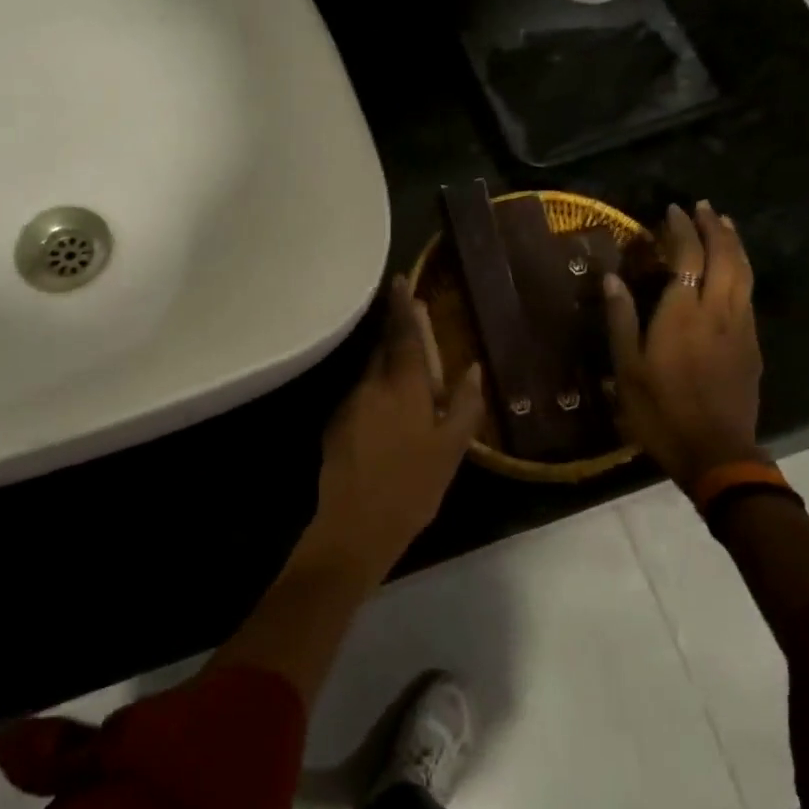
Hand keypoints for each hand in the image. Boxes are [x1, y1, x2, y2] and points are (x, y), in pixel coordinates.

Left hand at [305, 276, 483, 578]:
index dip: (404, 307)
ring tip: (409, 380)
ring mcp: (348, 404)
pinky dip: (376, 394)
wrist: (355, 527)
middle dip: (397, 333)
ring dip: (388, 367)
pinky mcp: (335, 425)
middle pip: (384, 349)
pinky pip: (361, 396)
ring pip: (371, 373)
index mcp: (403, 387)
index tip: (400, 281)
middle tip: (414, 324)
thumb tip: (473, 368)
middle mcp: (371, 385)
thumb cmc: (413, 487)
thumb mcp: (452, 449)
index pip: (403, 335)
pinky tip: (388, 416)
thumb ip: (465, 405)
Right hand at [604, 201, 763, 488]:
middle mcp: (717, 311)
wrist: (716, 451)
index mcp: (683, 313)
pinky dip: (741, 270)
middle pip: (725, 257)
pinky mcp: (752, 345)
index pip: (688, 256)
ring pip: (744, 273)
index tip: (673, 210)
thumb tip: (612, 279)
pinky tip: (733, 272)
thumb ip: (622, 320)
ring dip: (734, 244)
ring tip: (725, 226)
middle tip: (704, 208)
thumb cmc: (661, 411)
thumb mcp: (628, 368)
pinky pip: (748, 294)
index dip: (682, 230)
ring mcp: (740, 327)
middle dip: (715, 228)